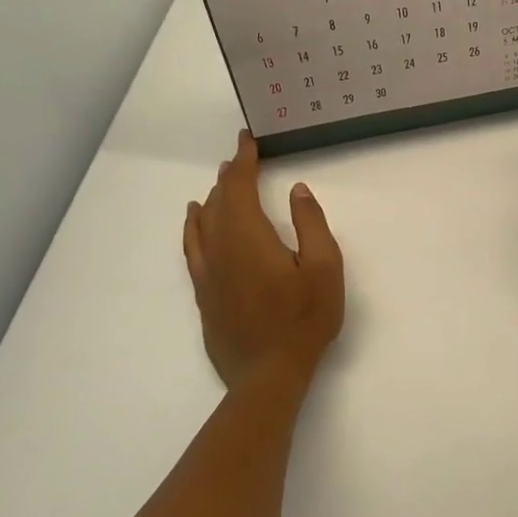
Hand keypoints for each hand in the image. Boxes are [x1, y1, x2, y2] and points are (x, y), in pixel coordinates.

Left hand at [183, 131, 343, 389]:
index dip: (243, 162)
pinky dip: (193, 228)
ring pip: (202, 224)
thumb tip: (297, 190)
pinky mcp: (204, 295)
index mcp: (249, 237)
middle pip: (219, 203)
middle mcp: (221, 249)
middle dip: (229, 178)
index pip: (239, 188)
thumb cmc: (304, 318)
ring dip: (212, 199)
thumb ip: (311, 223)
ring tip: (218, 183)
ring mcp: (208, 274)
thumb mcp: (324, 267)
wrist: (267, 375)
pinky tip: (195, 223)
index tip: (247, 141)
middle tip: (240, 159)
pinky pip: (192, 249)